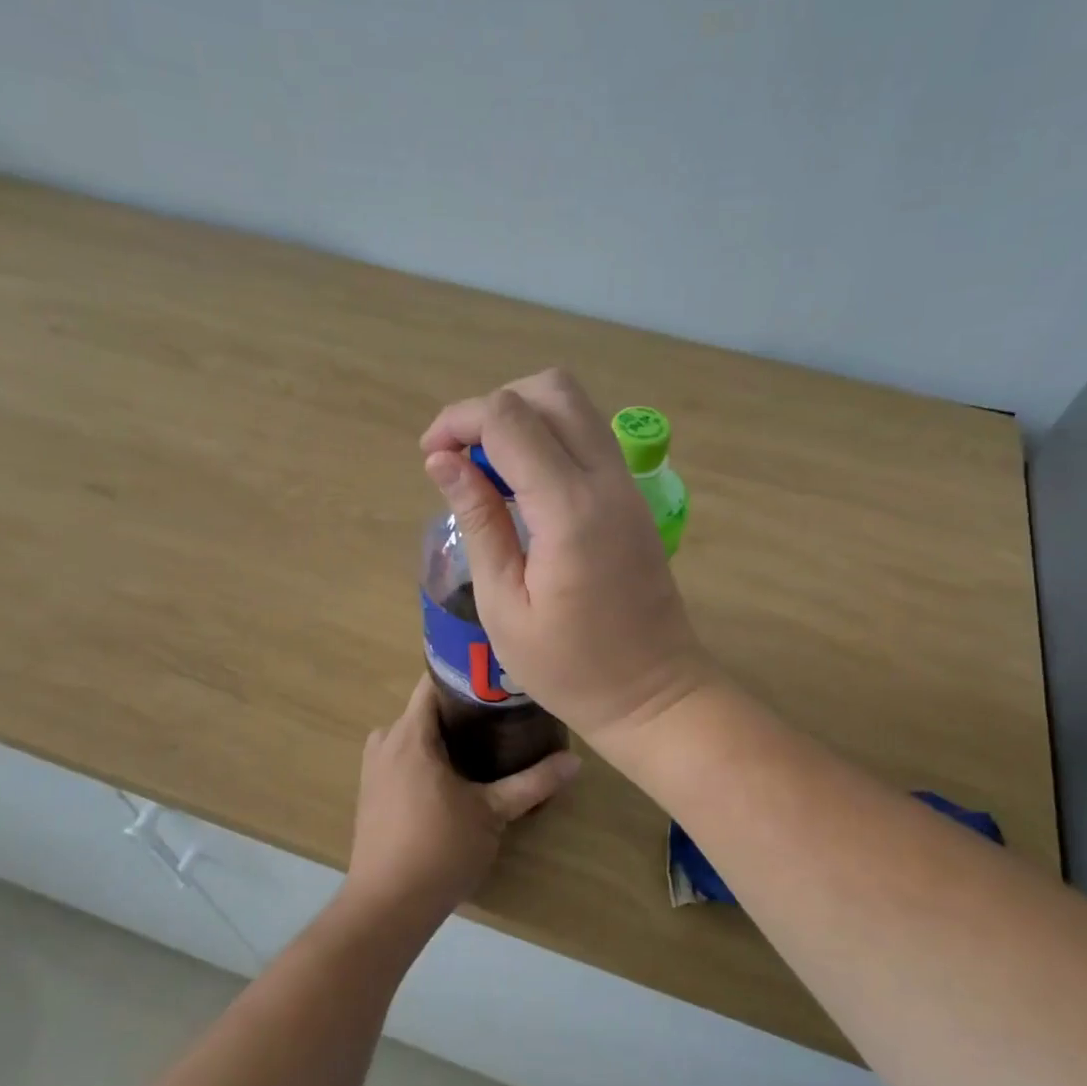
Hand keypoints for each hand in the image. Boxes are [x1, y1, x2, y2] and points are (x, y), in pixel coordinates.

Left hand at [344, 676, 580, 927]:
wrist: (387, 906)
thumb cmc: (439, 849)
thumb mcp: (493, 813)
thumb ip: (533, 782)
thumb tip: (575, 760)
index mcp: (410, 735)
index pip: (433, 681)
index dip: (467, 674)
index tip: (500, 681)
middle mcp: (385, 741)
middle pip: (426, 708)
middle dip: (463, 709)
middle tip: (504, 714)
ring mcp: (373, 767)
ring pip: (415, 734)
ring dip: (445, 735)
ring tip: (486, 743)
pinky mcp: (372, 791)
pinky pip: (403, 756)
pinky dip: (428, 756)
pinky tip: (457, 774)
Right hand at [420, 368, 718, 748]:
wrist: (655, 695)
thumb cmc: (571, 669)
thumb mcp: (505, 606)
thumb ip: (478, 523)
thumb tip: (444, 461)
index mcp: (571, 511)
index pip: (509, 420)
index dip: (459, 422)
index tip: (431, 458)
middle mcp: (606, 482)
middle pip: (550, 390)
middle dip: (493, 406)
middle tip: (460, 456)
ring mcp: (628, 487)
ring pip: (575, 407)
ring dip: (523, 417)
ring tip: (487, 469)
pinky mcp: (633, 499)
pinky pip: (589, 438)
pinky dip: (548, 438)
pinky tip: (523, 486)